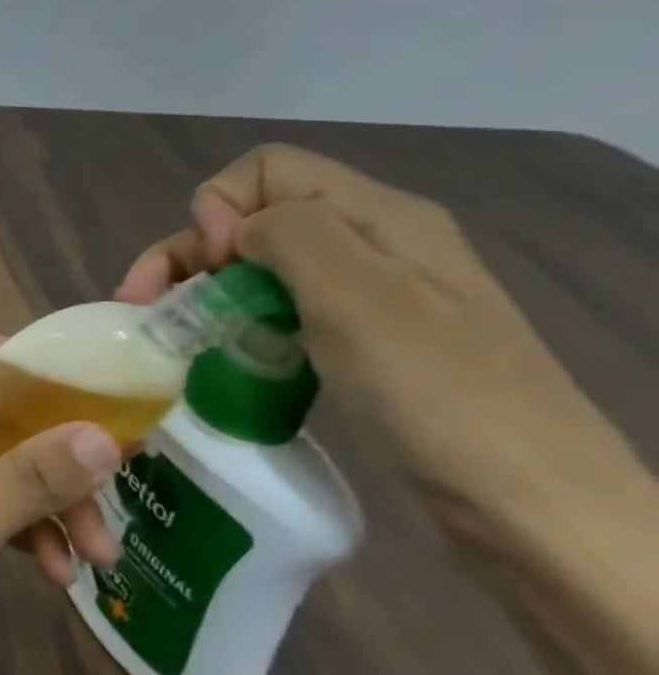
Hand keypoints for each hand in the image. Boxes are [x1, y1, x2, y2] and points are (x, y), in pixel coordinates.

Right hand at [116, 144, 599, 512]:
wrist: (528, 506)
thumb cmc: (436, 392)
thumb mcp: (359, 295)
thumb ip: (288, 232)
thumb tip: (233, 227)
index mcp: (377, 217)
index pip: (267, 169)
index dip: (219, 205)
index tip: (212, 265)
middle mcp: (368, 245)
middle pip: (252, 218)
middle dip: (188, 253)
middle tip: (145, 305)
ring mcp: (363, 297)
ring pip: (255, 267)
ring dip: (200, 291)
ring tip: (166, 334)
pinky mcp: (353, 343)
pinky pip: (273, 311)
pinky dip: (231, 324)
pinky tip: (214, 354)